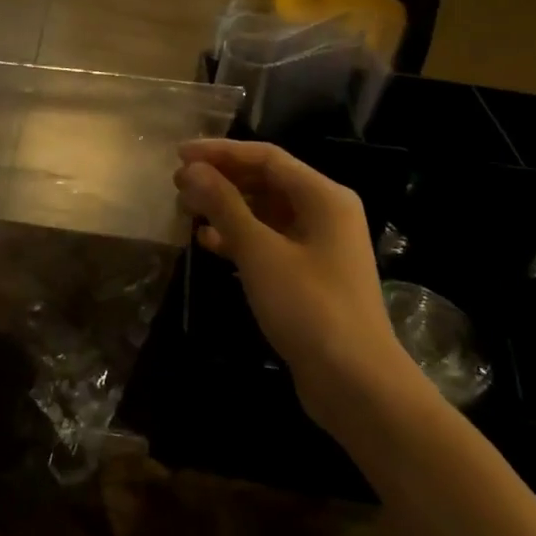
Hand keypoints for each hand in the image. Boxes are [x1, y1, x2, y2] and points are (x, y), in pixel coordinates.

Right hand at [174, 139, 404, 411]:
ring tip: (187, 210)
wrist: (356, 384)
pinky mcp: (310, 275)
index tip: (180, 154)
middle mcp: (325, 213)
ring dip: (227, 208)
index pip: (266, 157)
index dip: (220, 152)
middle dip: (222, 179)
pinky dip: (239, 237)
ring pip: (265, 212)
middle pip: (266, 181)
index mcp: (323, 197)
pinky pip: (269, 240)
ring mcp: (319, 245)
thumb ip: (224, 205)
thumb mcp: (259, 251)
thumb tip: (191, 170)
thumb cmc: (308, 307)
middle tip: (179, 184)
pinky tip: (209, 244)